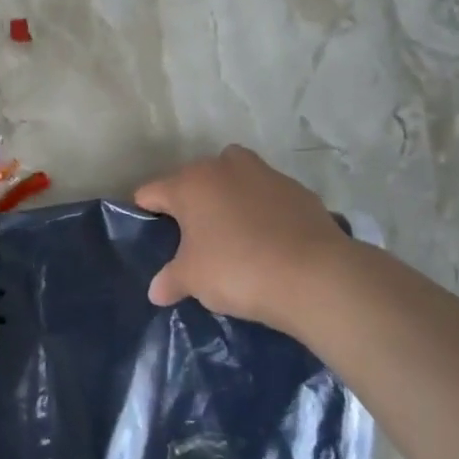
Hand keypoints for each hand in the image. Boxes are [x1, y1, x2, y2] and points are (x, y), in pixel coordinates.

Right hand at [135, 146, 354, 331]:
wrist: (313, 275)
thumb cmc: (237, 270)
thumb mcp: (193, 280)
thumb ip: (170, 280)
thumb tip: (157, 291)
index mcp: (190, 184)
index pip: (151, 191)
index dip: (146, 212)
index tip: (150, 236)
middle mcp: (224, 167)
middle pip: (194, 179)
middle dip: (190, 204)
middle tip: (192, 240)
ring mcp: (264, 174)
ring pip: (234, 178)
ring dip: (228, 198)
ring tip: (232, 234)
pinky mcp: (297, 189)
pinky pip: (267, 196)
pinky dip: (262, 210)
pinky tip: (268, 241)